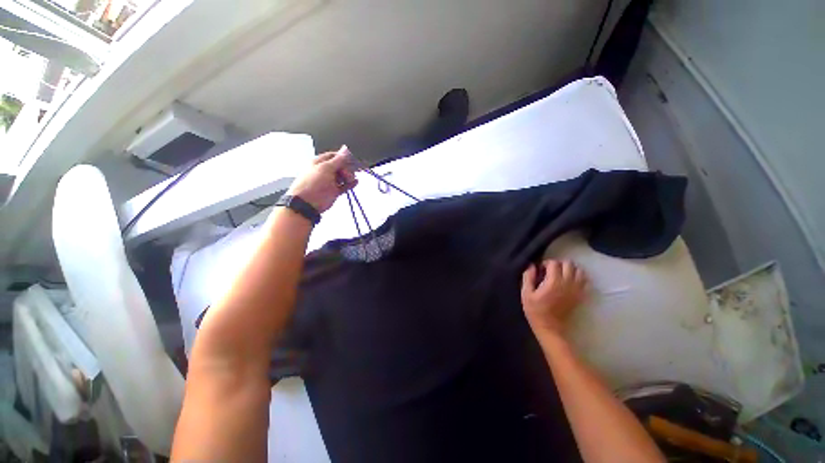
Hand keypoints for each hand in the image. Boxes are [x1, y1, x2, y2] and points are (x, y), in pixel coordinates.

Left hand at [287, 145, 358, 212]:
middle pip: (340, 166)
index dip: (343, 157)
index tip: (351, 160)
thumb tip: (345, 149)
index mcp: (320, 162)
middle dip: (346, 168)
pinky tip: (355, 182)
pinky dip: (350, 184)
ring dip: (349, 176)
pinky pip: (344, 186)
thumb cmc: (314, 183)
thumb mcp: (326, 168)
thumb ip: (338, 160)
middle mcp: (325, 171)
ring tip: (350, 179)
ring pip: (343, 176)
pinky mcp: (334, 191)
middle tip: (349, 173)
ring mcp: (330, 181)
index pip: (334, 156)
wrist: (307, 203)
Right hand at [521, 260, 587, 338]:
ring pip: (579, 271)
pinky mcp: (580, 296)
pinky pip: (585, 281)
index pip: (554, 263)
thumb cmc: (535, 310)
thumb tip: (531, 265)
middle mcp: (567, 283)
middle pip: (568, 264)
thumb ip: (528, 277)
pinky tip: (570, 282)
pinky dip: (579, 278)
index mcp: (553, 282)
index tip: (540, 270)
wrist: (550, 328)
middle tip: (550, 271)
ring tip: (560, 275)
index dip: (546, 263)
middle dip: (558, 264)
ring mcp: (576, 290)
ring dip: (570, 270)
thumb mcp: (526, 293)